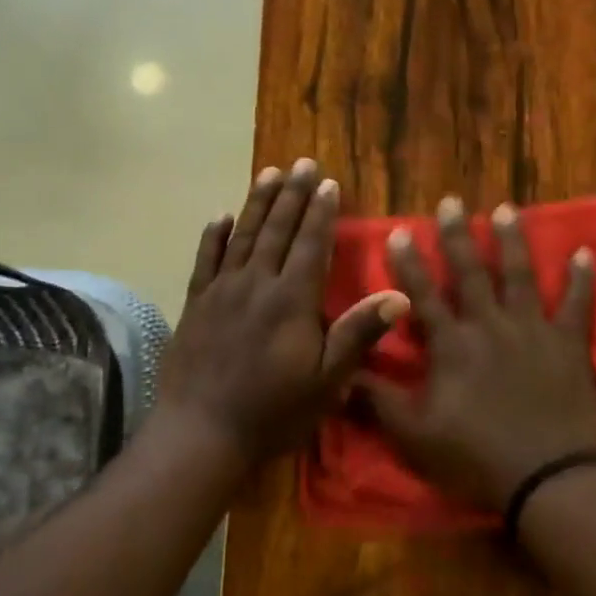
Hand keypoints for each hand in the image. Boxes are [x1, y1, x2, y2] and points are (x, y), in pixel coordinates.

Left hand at [160, 159, 409, 465]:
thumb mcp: (327, 380)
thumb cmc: (273, 411)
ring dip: (257, 203)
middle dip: (292, 195)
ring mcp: (221, 292)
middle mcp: (256, 284)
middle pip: (277, 230)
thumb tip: (400, 295)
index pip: (311, 245)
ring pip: (242, 236)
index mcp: (291, 300)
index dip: (321, 212)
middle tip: (301, 163)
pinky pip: (205, 260)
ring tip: (268, 173)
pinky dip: (214, 236)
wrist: (202, 432)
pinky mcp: (195, 305)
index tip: (327, 182)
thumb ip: (358, 334)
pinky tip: (220, 217)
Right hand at [359, 196, 595, 510]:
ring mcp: (535, 332)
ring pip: (522, 276)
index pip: (423, 295)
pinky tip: (585, 252)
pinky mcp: (570, 346)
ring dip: (513, 241)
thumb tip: (340, 374)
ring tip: (506, 210)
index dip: (409, 264)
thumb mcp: (414, 436)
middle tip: (451, 203)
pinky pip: (579, 305)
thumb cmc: (475, 458)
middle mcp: (492, 326)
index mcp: (453, 346)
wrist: (547, 478)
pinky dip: (582, 278)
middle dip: (458, 237)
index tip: (400, 231)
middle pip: (473, 273)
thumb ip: (378, 401)